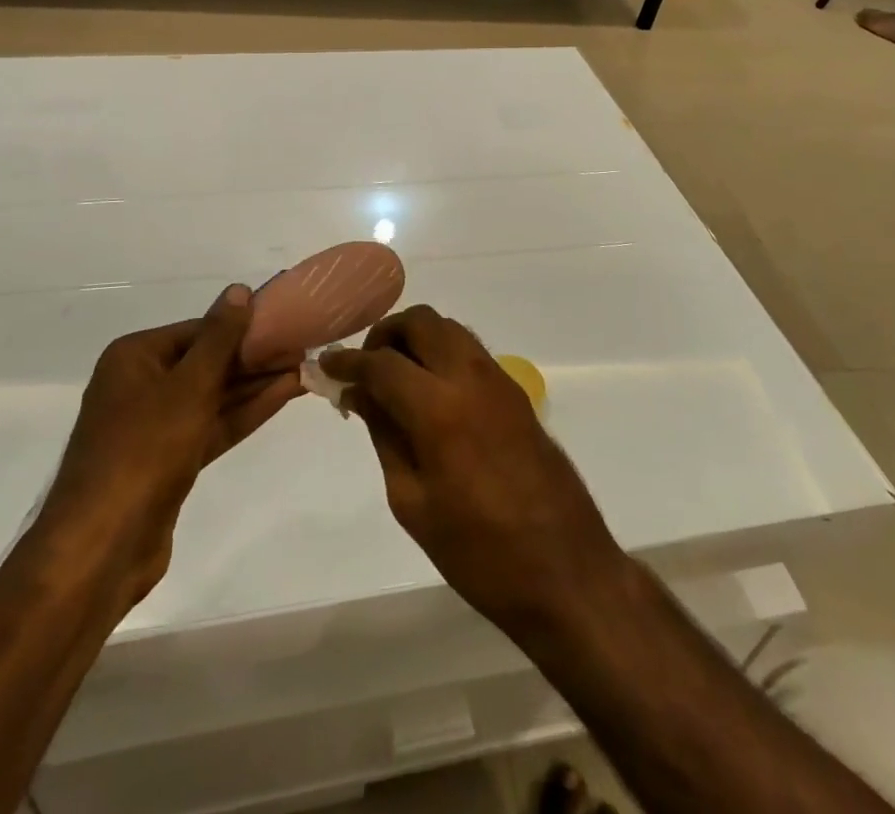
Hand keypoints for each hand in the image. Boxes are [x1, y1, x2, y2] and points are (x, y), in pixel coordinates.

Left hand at [43, 285, 303, 606]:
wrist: (102, 547)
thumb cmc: (144, 449)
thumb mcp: (189, 385)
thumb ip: (220, 337)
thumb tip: (239, 289)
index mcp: (134, 357)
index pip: (199, 329)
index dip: (243, 326)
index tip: (286, 324)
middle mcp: (141, 384)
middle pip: (207, 361)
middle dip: (254, 358)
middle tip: (303, 347)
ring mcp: (154, 426)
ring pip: (213, 396)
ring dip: (256, 385)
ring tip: (303, 369)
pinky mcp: (169, 461)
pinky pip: (211, 425)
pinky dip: (244, 413)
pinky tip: (283, 397)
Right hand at [321, 307, 627, 634]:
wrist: (567, 572)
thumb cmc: (479, 553)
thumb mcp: (413, 502)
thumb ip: (385, 436)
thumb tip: (361, 394)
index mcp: (440, 408)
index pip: (382, 363)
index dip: (349, 361)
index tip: (327, 365)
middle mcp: (471, 378)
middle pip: (421, 322)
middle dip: (386, 334)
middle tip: (365, 368)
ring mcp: (499, 381)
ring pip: (449, 329)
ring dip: (417, 339)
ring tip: (395, 378)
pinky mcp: (517, 393)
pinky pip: (470, 351)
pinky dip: (442, 353)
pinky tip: (430, 392)